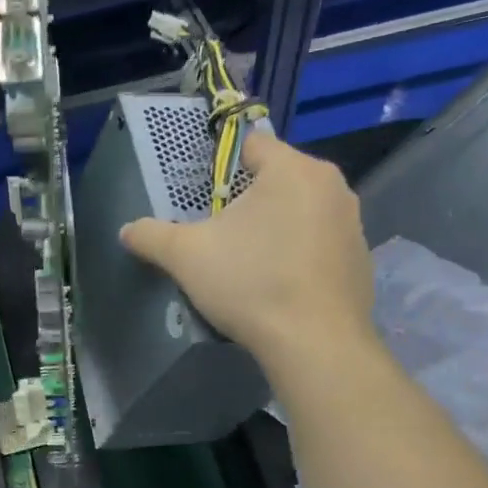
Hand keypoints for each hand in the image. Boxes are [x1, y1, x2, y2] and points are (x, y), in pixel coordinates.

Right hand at [120, 135, 377, 366]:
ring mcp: (352, 223)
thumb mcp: (186, 256)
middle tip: (217, 231)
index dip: (221, 164)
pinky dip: (297, 253)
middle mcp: (331, 185)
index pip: (251, 144)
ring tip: (246, 261)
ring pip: (299, 210)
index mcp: (292, 169)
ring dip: (273, 226)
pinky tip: (277, 284)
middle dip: (246, 199)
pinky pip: (318, 242)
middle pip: (276, 178)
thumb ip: (151, 235)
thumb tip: (127, 230)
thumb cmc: (250, 283)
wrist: (315, 343)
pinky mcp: (360, 258)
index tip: (203, 194)